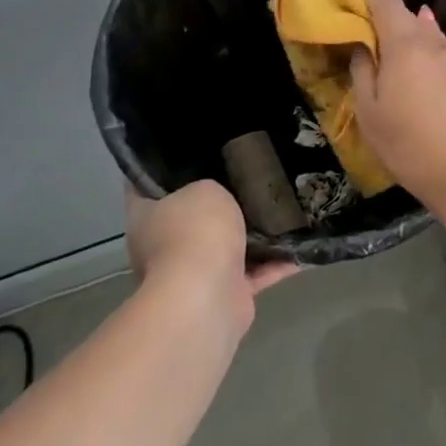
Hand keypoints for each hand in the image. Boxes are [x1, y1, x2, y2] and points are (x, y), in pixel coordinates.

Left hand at [124, 181, 296, 336]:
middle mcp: (164, 247)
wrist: (206, 296)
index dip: (162, 166)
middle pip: (191, 217)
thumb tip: (220, 198)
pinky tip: (300, 242)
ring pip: (226, 246)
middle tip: (248, 175)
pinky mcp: (225, 294)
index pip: (145, 184)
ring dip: (252, 235)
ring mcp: (194, 274)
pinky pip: (255, 272)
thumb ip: (212, 187)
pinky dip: (276, 262)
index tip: (190, 149)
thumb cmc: (195, 231)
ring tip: (283, 206)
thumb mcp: (205, 188)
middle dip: (218, 202)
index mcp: (146, 218)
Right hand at [350, 0, 445, 200]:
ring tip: (395, 31)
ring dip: (411, 28)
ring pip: (430, 33)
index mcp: (405, 45)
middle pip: (409, 15)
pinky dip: (428, 47)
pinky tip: (424, 56)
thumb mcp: (369, 112)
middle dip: (387, 11)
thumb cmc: (407, 142)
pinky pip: (443, 52)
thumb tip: (364, 46)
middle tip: (367, 16)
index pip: (385, 4)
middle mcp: (434, 44)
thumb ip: (363, 71)